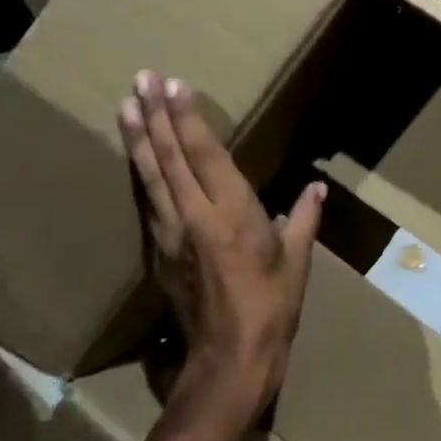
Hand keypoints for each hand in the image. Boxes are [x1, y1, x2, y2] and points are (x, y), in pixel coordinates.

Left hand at [119, 70, 325, 427]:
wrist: (228, 361)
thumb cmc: (271, 308)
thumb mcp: (296, 262)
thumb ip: (303, 220)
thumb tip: (316, 189)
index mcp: (231, 214)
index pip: (205, 154)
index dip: (188, 118)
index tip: (174, 86)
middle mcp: (194, 217)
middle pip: (169, 158)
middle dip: (154, 116)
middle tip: (140, 79)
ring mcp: (169, 236)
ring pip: (150, 178)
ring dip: (138, 140)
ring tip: (124, 107)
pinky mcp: (158, 255)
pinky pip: (147, 204)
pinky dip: (141, 175)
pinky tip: (135, 160)